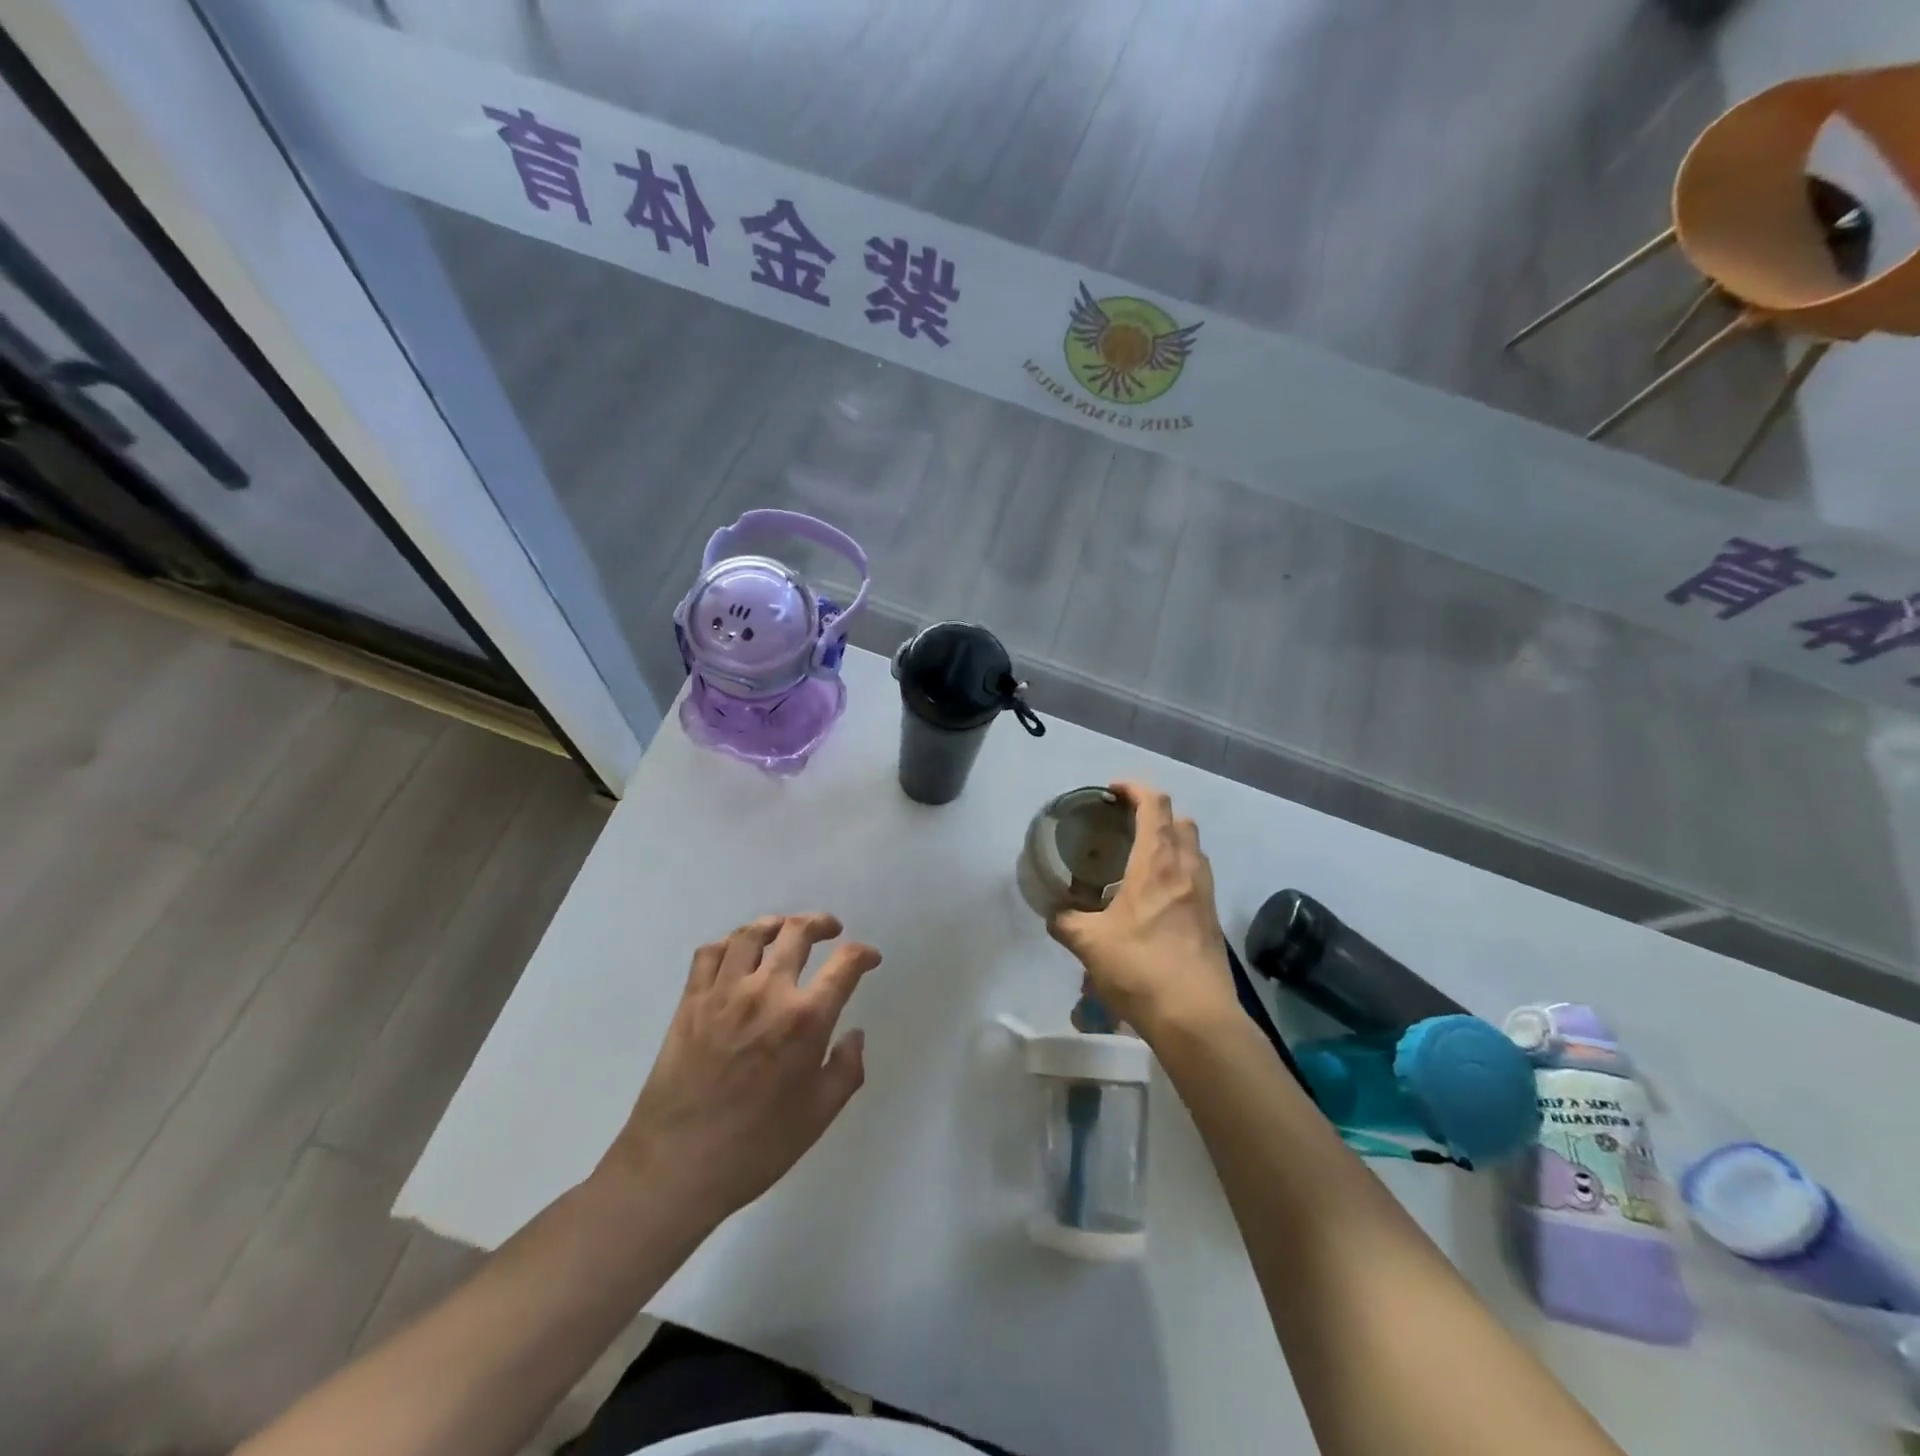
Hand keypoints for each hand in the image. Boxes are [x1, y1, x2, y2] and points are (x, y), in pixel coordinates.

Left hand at [599, 913, 880, 1224]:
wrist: (675, 1168)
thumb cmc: (756, 1147)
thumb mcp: (818, 1116)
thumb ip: (846, 1070)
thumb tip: (854, 1035)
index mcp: (805, 1020)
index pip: (844, 965)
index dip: (863, 955)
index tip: (869, 959)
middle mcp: (767, 992)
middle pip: (797, 932)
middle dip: (821, 924)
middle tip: (830, 930)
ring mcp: (724, 993)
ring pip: (751, 934)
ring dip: (775, 924)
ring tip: (785, 930)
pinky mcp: (690, 1001)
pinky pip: (710, 953)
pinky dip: (729, 943)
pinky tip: (738, 952)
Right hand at [1048, 782, 1235, 1040]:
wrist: (1195, 1016)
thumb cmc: (1140, 967)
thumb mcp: (1089, 943)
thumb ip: (1067, 922)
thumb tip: (1054, 915)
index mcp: (1157, 861)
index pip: (1154, 804)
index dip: (1135, 789)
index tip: (1113, 792)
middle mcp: (1186, 868)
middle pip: (1180, 820)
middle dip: (1155, 814)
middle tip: (1126, 827)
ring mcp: (1205, 893)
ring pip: (1194, 848)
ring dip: (1171, 842)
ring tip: (1141, 861)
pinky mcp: (1212, 918)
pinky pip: (1197, 877)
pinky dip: (1179, 871)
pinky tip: (1157, 898)